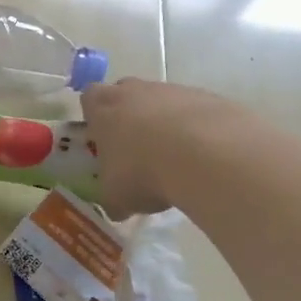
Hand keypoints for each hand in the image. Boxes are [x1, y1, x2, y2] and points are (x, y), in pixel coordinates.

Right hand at [81, 77, 245, 217]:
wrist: (208, 155)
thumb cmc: (143, 171)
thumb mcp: (116, 196)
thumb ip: (112, 197)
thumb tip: (117, 209)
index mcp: (103, 107)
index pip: (89, 99)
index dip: (95, 117)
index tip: (102, 138)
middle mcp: (135, 91)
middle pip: (127, 95)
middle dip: (130, 117)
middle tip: (136, 150)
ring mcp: (175, 90)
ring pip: (163, 103)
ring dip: (166, 125)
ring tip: (176, 160)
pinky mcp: (210, 98)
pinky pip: (196, 112)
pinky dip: (197, 130)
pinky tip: (204, 158)